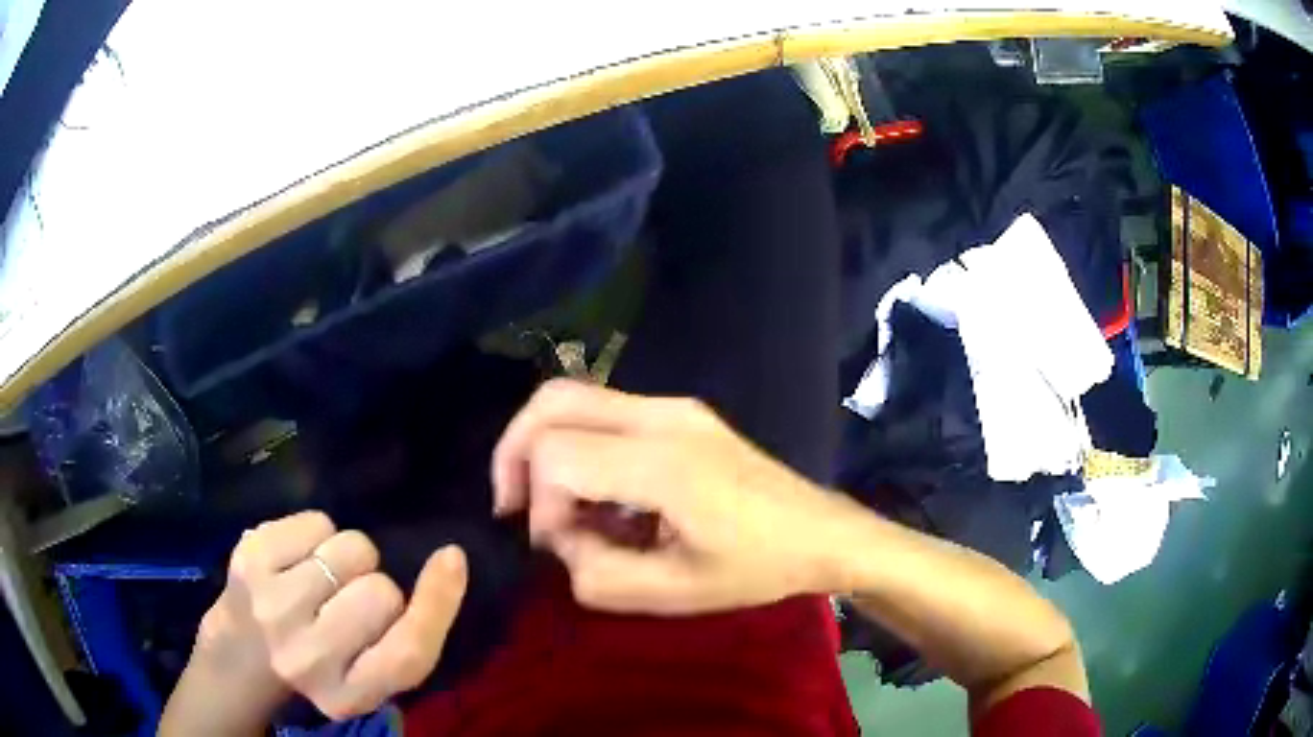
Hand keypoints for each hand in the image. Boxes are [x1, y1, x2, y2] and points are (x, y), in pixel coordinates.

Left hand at [189, 512, 466, 720]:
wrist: (239, 654)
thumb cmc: (317, 664)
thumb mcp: (370, 674)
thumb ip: (410, 636)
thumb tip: (449, 560)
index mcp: (348, 696)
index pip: (410, 651)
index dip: (438, 603)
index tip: (450, 559)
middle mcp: (308, 658)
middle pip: (381, 592)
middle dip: (374, 586)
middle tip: (346, 602)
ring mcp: (272, 605)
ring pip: (351, 548)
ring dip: (348, 557)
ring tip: (320, 578)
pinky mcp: (249, 558)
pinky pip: (317, 522)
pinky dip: (316, 534)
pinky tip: (295, 560)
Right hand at [492, 380, 856, 614]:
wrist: (820, 532)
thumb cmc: (756, 569)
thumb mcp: (673, 594)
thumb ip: (596, 574)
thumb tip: (559, 538)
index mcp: (664, 463)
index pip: (556, 453)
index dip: (537, 502)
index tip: (557, 544)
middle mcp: (662, 416)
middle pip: (550, 402)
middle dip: (515, 453)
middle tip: (516, 507)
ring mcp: (673, 406)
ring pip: (572, 397)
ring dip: (544, 448)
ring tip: (559, 507)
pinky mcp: (679, 412)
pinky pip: (602, 411)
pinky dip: (576, 445)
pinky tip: (598, 495)